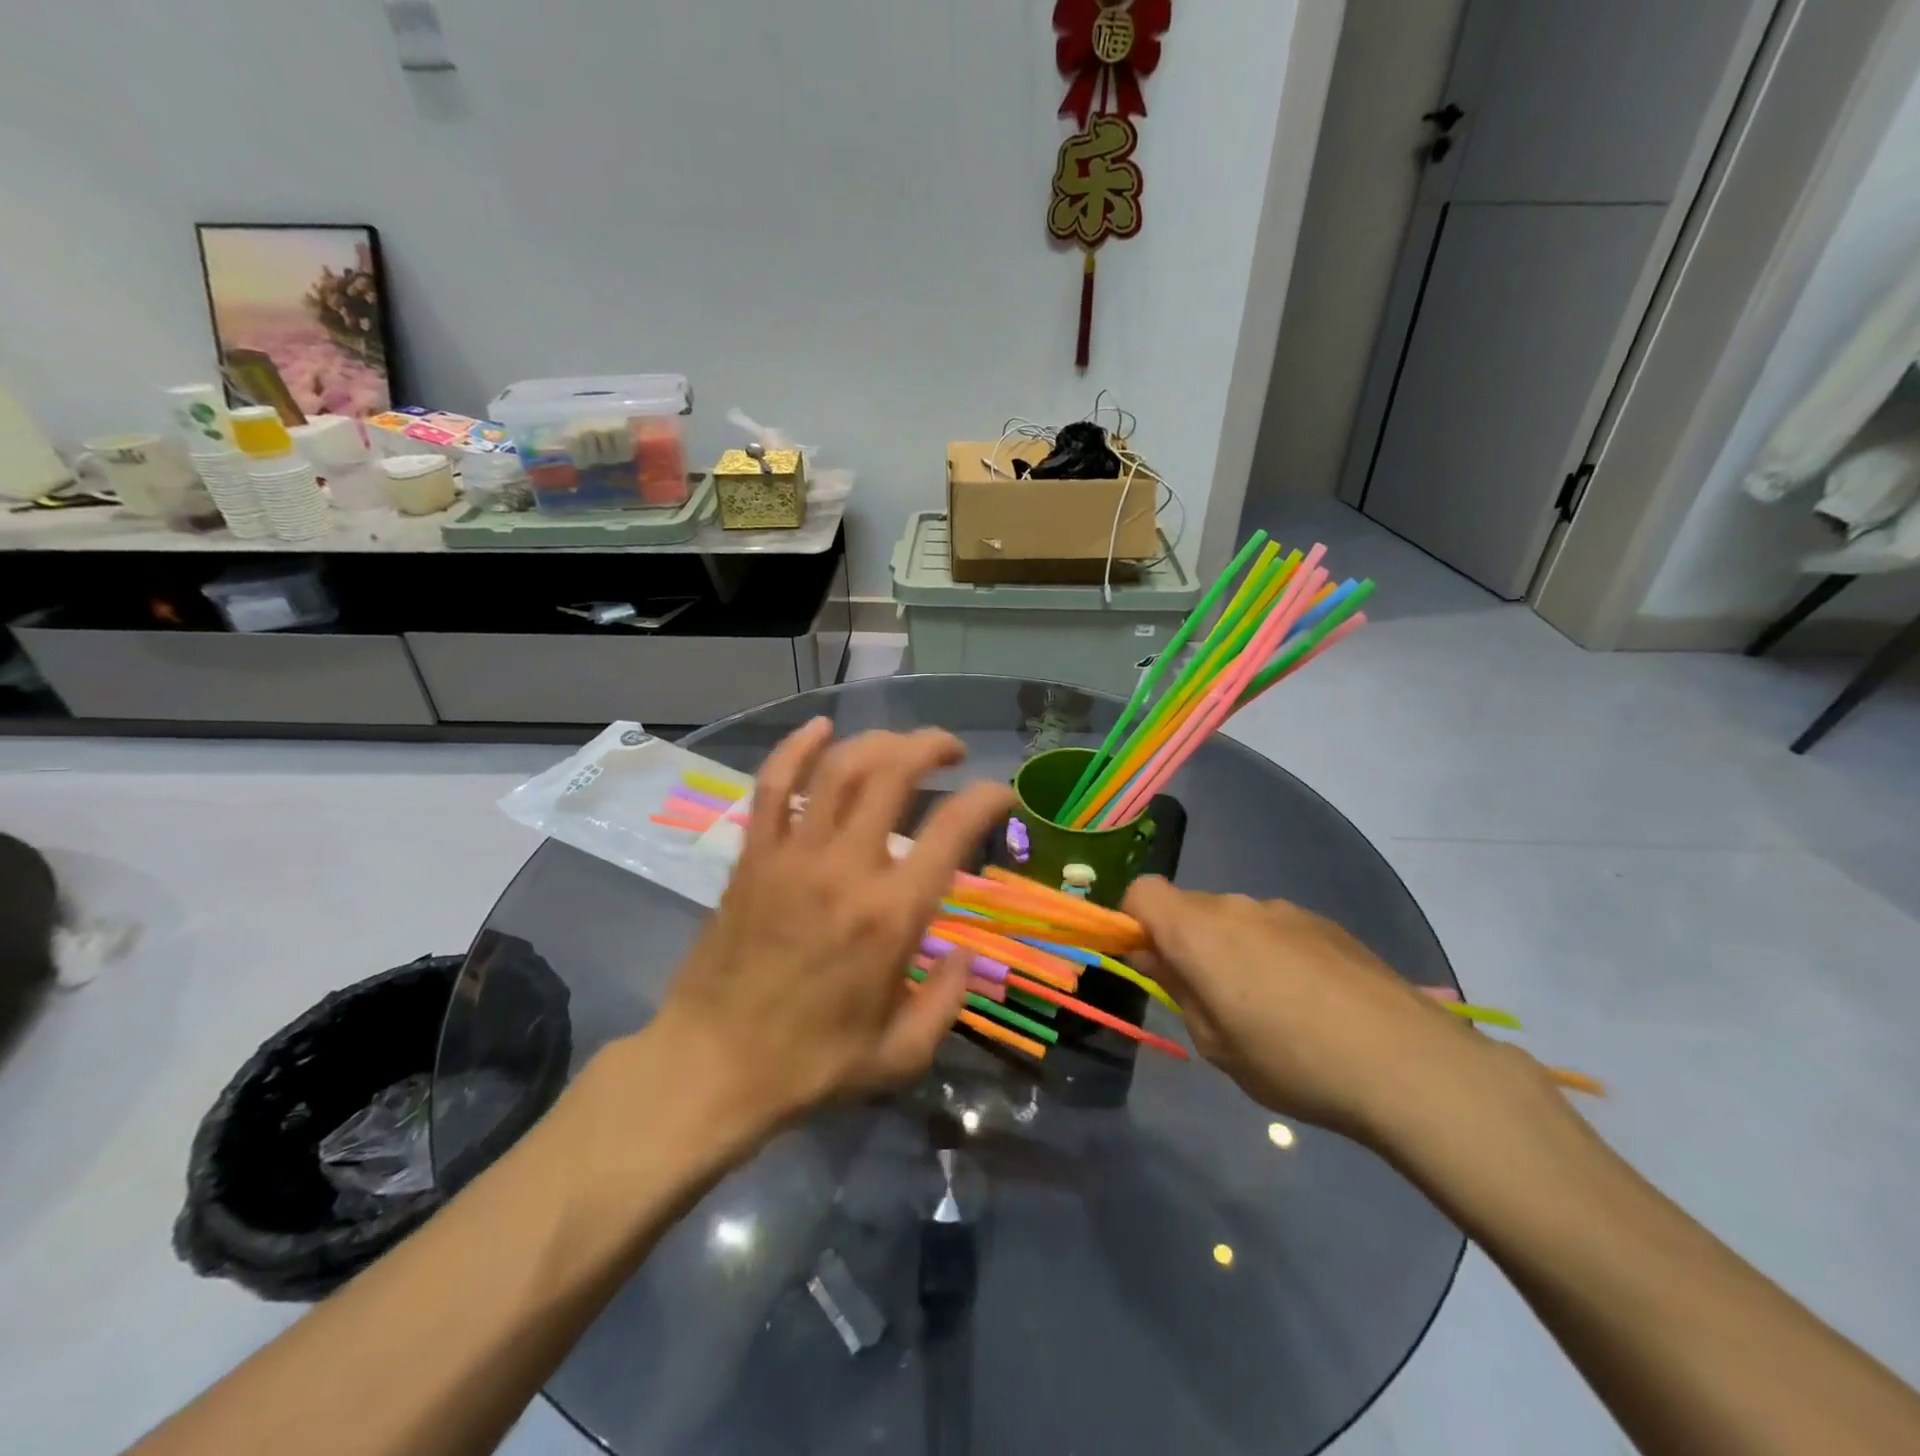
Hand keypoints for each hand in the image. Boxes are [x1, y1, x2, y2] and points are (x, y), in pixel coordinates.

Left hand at [649, 720, 1017, 1141]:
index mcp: (890, 916)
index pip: (951, 829)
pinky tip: (820, 729)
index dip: (987, 798)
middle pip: (892, 774)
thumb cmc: (810, 1066)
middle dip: (930, 747)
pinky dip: (796, 749)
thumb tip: (965, 953)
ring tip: (901, 743)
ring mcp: (792, 856)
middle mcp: (845, 869)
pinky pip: (774, 786)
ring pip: (838, 769)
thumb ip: (947, 1000)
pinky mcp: (753, 856)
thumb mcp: (901, 1056)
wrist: (710, 1067)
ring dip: (877, 741)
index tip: (1001, 795)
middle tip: (951, 751)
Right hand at [1122, 877, 1485, 1137]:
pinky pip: (1275, 927)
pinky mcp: (1325, 923)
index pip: (1143, 892)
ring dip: (1230, 949)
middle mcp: (1237, 906)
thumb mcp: (1216, 1044)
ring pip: (1233, 918)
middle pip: (1189, 907)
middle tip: (1209, 998)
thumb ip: (1178, 990)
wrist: (1407, 1062)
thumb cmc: (1292, 1060)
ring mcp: (1285, 910)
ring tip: (1267, 1007)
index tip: (1150, 964)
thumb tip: (1155, 958)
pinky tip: (1308, 1001)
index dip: (1133, 922)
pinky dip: (1271, 952)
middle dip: (1184, 942)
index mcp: (1199, 930)